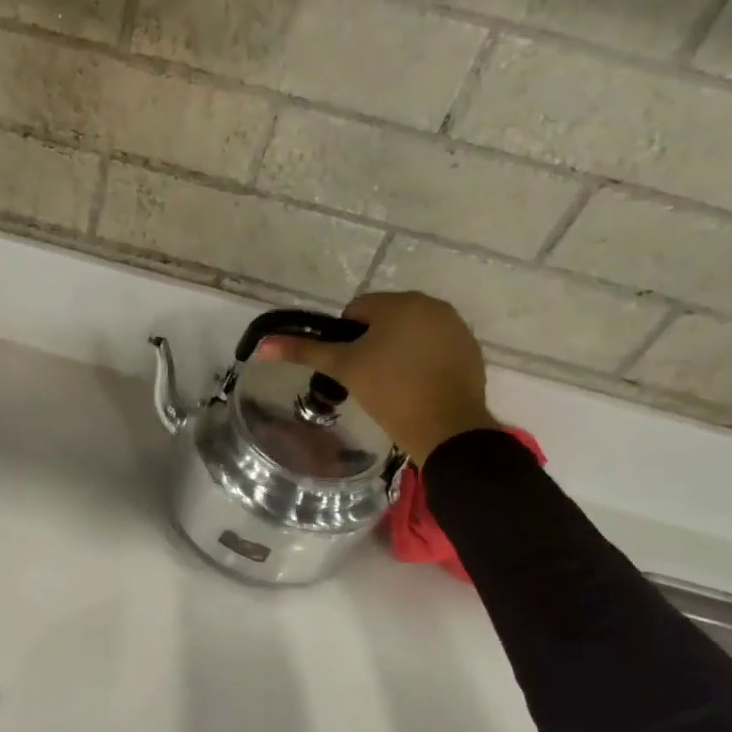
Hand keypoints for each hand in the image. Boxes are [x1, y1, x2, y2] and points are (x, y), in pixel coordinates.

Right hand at [256, 291, 498, 460]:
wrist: (446, 428)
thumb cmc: (390, 391)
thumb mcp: (343, 368)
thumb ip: (304, 351)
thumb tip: (262, 346)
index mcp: (400, 302)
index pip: (357, 310)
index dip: (345, 338)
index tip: (348, 367)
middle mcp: (432, 305)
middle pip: (386, 319)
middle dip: (372, 343)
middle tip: (366, 378)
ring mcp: (455, 327)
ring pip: (410, 333)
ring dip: (397, 351)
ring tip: (390, 385)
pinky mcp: (470, 350)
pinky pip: (434, 348)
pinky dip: (421, 362)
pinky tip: (415, 387)